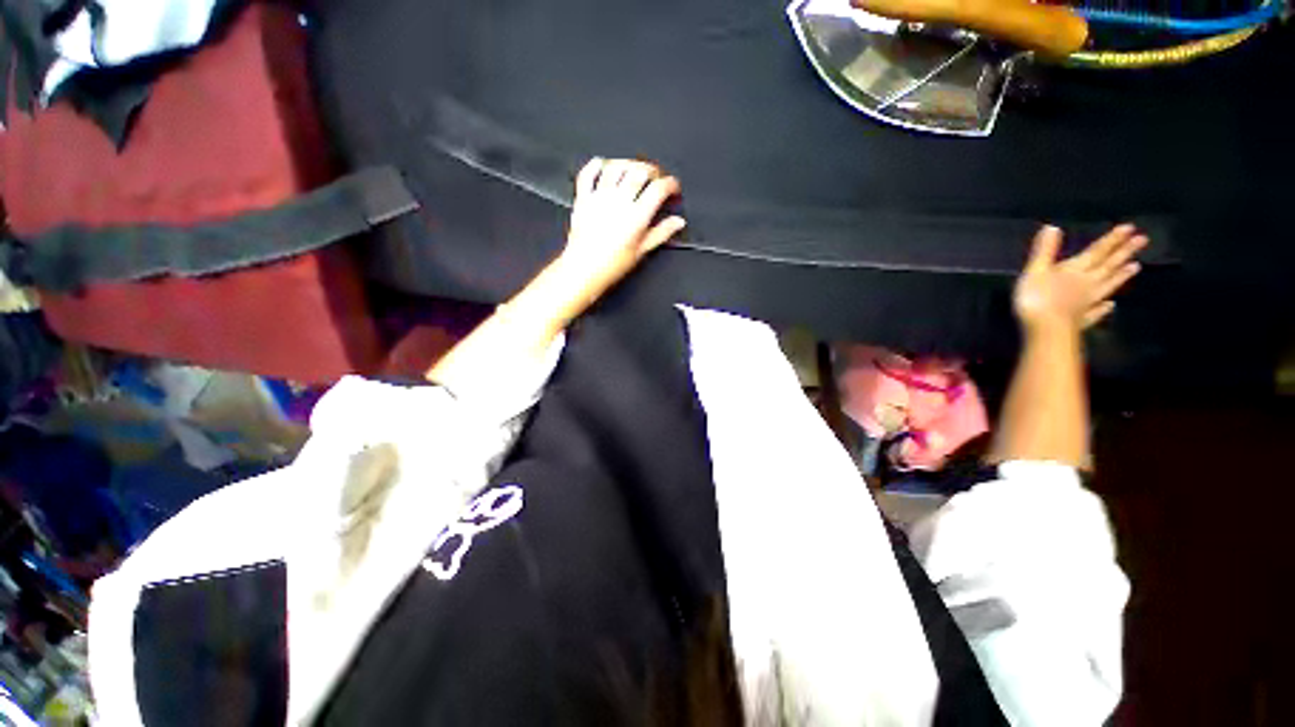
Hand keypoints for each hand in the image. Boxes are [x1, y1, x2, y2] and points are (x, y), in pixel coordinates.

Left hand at [556, 158, 685, 299]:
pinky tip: (604, 166)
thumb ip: (661, 233)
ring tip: (634, 170)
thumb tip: (678, 222)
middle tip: (656, 178)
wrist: (584, 270)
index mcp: (637, 216)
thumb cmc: (612, 265)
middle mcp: (619, 201)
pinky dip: (597, 165)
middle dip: (653, 170)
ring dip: (628, 164)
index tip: (673, 188)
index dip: (670, 184)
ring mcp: (600, 197)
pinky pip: (588, 173)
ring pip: (616, 166)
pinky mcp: (583, 198)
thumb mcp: (642, 251)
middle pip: (640, 171)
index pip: (659, 189)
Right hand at [1014, 224, 1146, 332]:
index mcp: (1075, 270)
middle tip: (1143, 240)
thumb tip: (1052, 227)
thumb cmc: (1037, 298)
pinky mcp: (1083, 319)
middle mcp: (1087, 283)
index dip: (1112, 239)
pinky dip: (1106, 307)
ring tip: (1136, 267)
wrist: (1046, 329)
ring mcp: (1088, 303)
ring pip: (1108, 286)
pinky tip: (1111, 305)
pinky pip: (1098, 311)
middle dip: (1124, 252)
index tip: (1130, 227)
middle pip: (1108, 266)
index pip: (1097, 251)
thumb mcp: (1035, 271)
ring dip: (1121, 276)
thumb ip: (1044, 251)